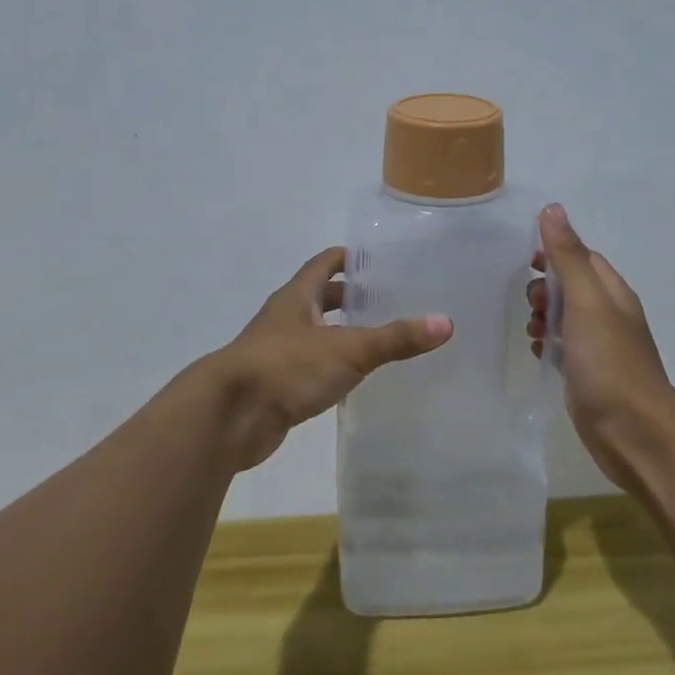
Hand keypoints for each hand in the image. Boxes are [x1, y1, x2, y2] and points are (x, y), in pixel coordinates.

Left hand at [212, 247, 452, 470]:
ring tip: (379, 339)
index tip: (379, 260)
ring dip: (340, 334)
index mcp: (297, 297)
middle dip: (350, 298)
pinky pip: (309, 368)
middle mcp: (285, 319)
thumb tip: (445, 323)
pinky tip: (353, 379)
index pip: (324, 264)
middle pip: (320, 298)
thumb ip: (395, 338)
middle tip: (389, 301)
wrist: (229, 417)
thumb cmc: (286, 368)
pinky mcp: (276, 386)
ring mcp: (277, 353)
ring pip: (314, 334)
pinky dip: (331, 367)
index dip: (349, 258)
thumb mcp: (347, 350)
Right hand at [529, 205, 674, 490]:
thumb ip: (568, 258)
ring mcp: (598, 348)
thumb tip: (552, 209)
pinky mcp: (586, 375)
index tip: (525, 261)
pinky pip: (561, 348)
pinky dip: (547, 345)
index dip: (554, 253)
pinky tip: (539, 354)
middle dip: (545, 289)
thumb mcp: (587, 303)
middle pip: (570, 287)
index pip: (583, 257)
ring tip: (532, 332)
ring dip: (543, 317)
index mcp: (613, 293)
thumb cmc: (610, 363)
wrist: (633, 433)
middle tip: (532, 305)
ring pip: (564, 319)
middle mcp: (608, 316)